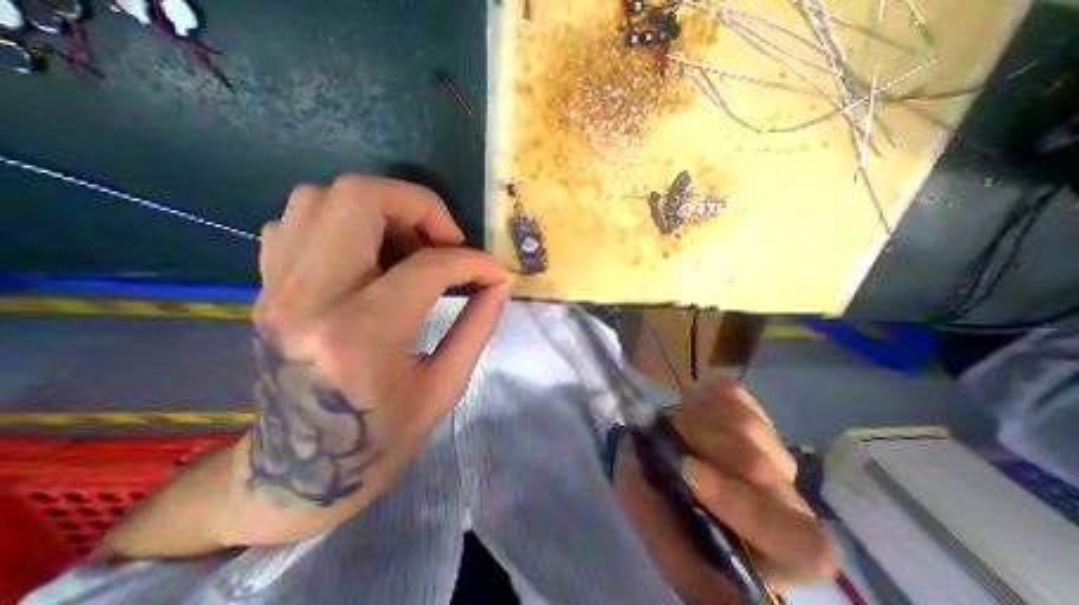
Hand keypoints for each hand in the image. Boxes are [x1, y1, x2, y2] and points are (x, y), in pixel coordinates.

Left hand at [225, 174, 511, 542]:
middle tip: (446, 240)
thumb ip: (478, 326)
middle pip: (358, 198)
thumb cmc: (380, 439)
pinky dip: (345, 222)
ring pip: (322, 197)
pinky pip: (301, 220)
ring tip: (413, 246)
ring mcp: (277, 288)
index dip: (473, 261)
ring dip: (382, 209)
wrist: (297, 473)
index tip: (494, 273)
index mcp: (360, 336)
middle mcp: (308, 298)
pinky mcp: (267, 287)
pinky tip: (372, 256)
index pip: (428, 266)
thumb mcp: (445, 388)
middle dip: (419, 205)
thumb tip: (500, 282)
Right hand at [614, 375, 833, 601]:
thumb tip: (714, 584)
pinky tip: (689, 406)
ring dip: (693, 417)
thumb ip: (687, 568)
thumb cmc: (668, 515)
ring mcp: (768, 444)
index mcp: (777, 548)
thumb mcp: (667, 547)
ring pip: (744, 422)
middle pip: (758, 462)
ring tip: (672, 423)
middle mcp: (784, 496)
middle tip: (663, 432)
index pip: (799, 539)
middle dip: (698, 442)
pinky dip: (700, 395)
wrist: (663, 467)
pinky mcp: (750, 409)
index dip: (741, 502)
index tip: (685, 469)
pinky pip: (729, 392)